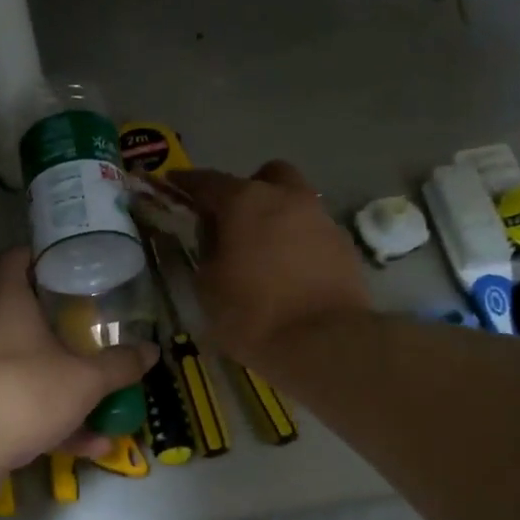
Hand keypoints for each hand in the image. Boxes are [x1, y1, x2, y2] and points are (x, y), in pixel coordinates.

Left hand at [0, 249, 155, 505]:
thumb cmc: (22, 394)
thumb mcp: (83, 380)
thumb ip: (118, 365)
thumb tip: (152, 350)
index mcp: (9, 307)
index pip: (16, 262)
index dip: (40, 255)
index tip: (70, 259)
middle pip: (28, 318)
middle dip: (66, 326)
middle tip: (101, 328)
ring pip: (32, 370)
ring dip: (69, 385)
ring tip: (109, 396)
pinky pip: (27, 410)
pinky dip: (58, 423)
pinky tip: (93, 444)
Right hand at [169, 161, 370, 370]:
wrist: (324, 342)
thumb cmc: (252, 314)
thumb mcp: (207, 286)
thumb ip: (207, 250)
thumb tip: (215, 237)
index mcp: (245, 201)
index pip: (208, 181)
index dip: (187, 182)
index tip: (174, 184)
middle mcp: (287, 198)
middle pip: (266, 177)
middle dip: (249, 190)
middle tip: (234, 220)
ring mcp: (321, 219)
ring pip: (295, 203)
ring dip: (277, 217)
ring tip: (264, 252)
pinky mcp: (344, 245)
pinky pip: (313, 232)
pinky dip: (299, 243)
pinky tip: (291, 272)